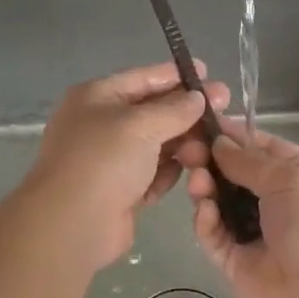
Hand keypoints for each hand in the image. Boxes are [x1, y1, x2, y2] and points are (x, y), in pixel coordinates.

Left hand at [24, 62, 229, 272]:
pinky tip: (192, 172)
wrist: (73, 224)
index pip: (143, 79)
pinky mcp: (122, 190)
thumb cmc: (104, 161)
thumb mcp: (141, 125)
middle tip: (226, 108)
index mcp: (97, 97)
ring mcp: (111, 159)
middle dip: (187, 112)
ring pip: (157, 144)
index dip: (176, 75)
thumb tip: (197, 97)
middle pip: (153, 112)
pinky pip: (153, 173)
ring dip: (184, 145)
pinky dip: (169, 172)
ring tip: (211, 148)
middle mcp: (102, 124)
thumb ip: (174, 109)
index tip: (208, 73)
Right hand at [185, 127, 298, 297]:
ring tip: (197, 181)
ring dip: (205, 188)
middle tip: (186, 152)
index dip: (230, 134)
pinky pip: (213, 235)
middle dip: (209, 160)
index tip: (198, 123)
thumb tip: (219, 143)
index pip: (257, 146)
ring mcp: (252, 231)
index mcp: (296, 174)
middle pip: (232, 173)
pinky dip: (206, 221)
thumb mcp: (290, 179)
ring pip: (218, 202)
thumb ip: (249, 161)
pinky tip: (205, 211)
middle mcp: (273, 200)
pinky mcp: (234, 261)